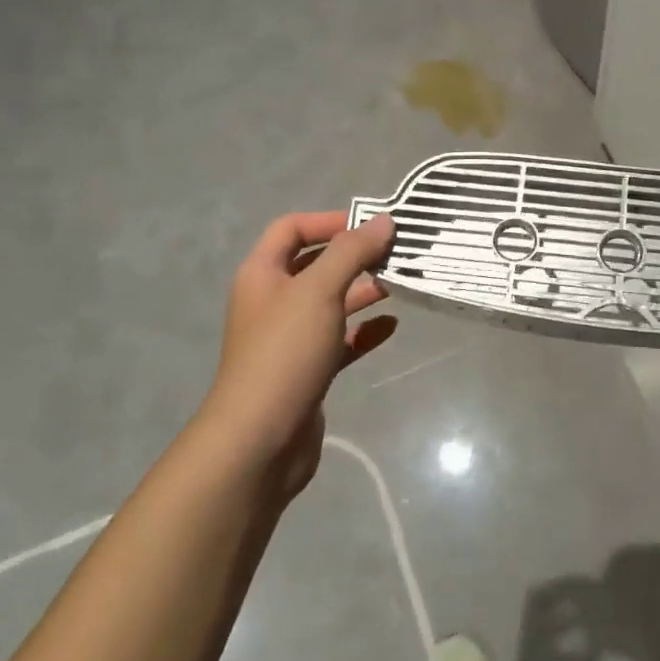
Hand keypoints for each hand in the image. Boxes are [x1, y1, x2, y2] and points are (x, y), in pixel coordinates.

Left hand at [200, 211, 397, 500]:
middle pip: (315, 264)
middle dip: (354, 256)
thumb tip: (384, 220)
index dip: (329, 220)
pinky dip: (363, 330)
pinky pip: (339, 340)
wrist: (260, 440)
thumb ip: (352, 251)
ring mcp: (289, 338)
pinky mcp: (307, 370)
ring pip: (330, 302)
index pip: (292, 228)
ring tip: (400, 283)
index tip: (370, 225)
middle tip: (395, 252)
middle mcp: (273, 301)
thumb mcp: (319, 290)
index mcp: (262, 274)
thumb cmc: (285, 351)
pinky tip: (391, 325)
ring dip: (362, 290)